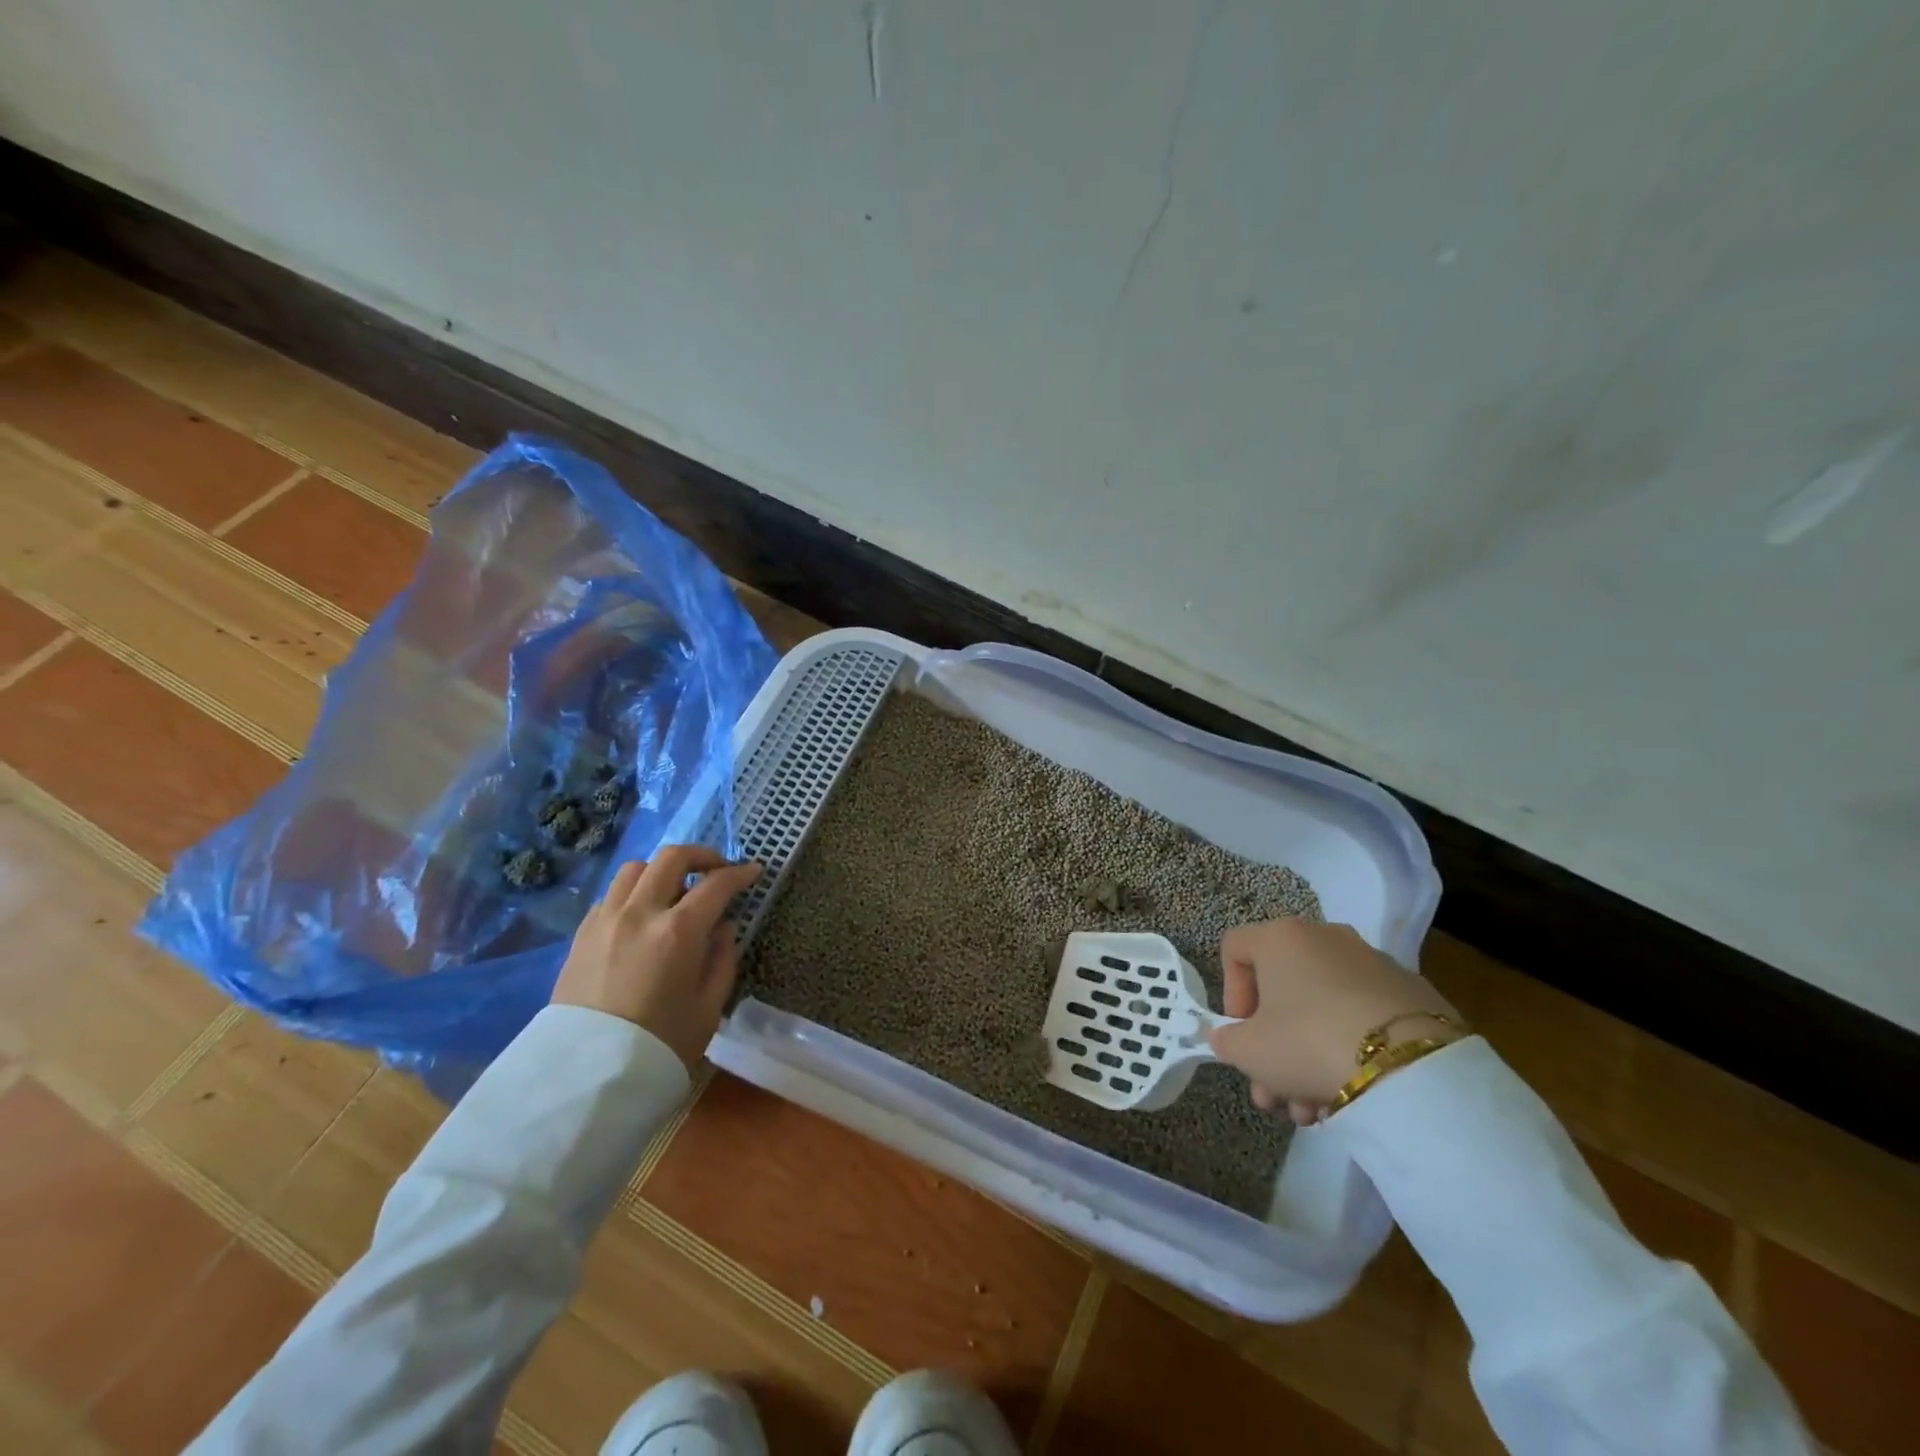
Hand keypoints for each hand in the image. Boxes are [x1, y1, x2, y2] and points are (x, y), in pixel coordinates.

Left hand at [551, 846, 762, 1073]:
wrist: (588, 1077)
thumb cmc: (661, 1045)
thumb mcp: (709, 1007)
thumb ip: (722, 958)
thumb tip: (723, 926)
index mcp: (678, 932)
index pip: (716, 884)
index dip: (739, 873)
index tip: (753, 871)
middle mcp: (640, 913)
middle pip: (671, 858)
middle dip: (701, 855)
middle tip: (716, 869)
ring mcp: (606, 920)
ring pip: (635, 868)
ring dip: (661, 871)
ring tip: (674, 890)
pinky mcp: (582, 934)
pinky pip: (611, 895)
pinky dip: (633, 893)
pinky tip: (642, 915)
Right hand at [1206, 918, 1460, 1124]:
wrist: (1411, 1066)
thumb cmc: (1308, 1042)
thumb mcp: (1249, 1051)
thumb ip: (1228, 1040)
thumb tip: (1229, 1037)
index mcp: (1281, 937)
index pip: (1235, 948)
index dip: (1230, 991)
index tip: (1241, 1032)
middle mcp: (1325, 937)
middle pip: (1283, 989)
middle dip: (1273, 1046)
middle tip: (1272, 1093)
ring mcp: (1372, 963)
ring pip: (1323, 1009)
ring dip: (1307, 1057)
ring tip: (1311, 1110)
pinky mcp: (1412, 994)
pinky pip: (1362, 1017)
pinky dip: (1348, 1049)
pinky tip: (1349, 1095)